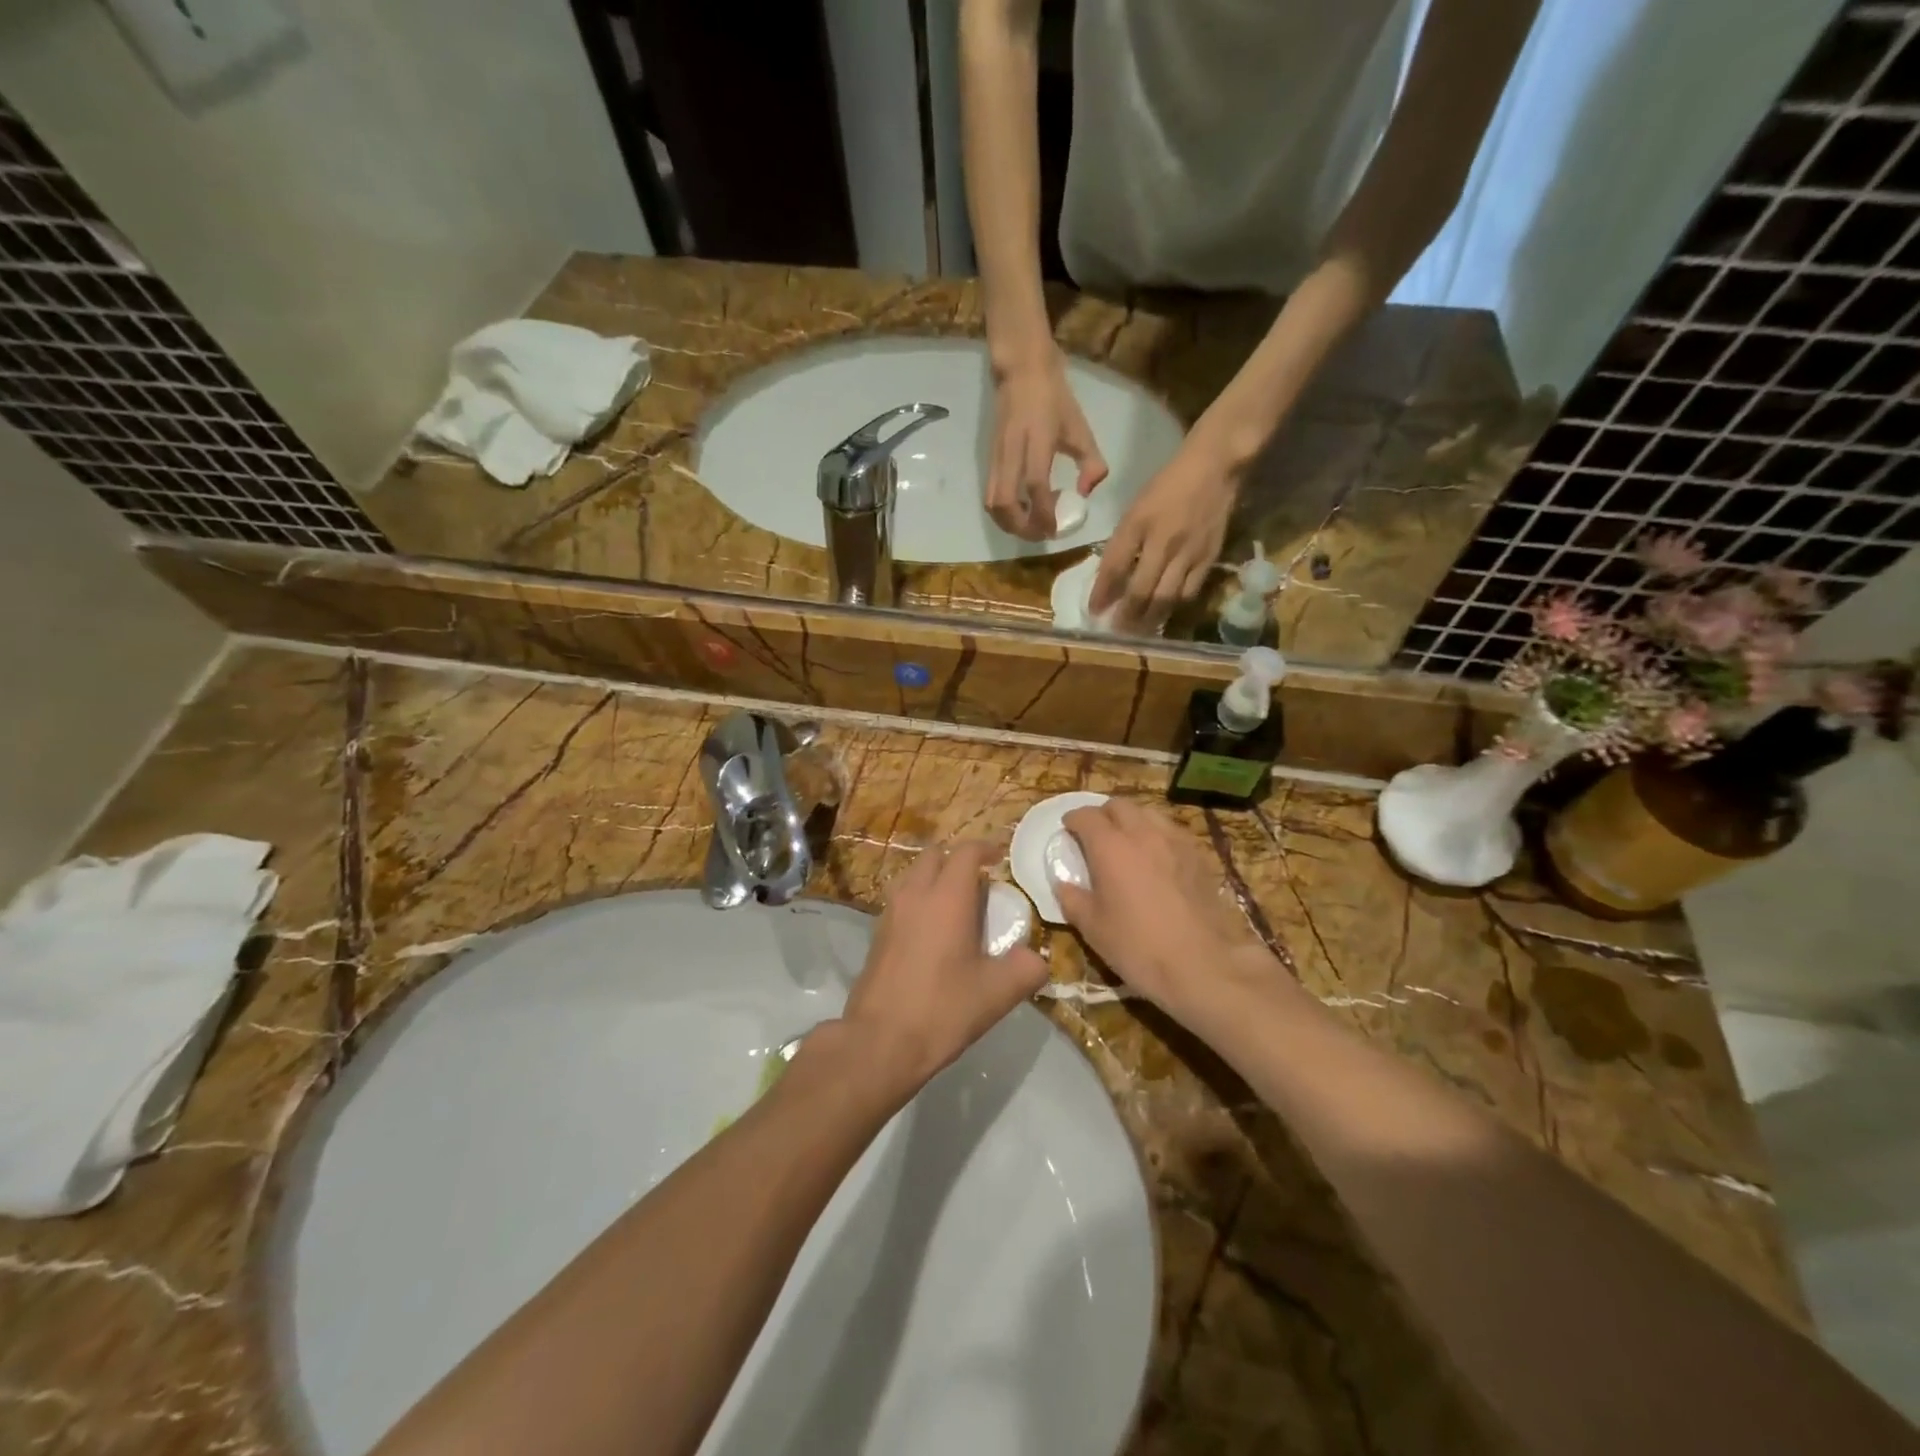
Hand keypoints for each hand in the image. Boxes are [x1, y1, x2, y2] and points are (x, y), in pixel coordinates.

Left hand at [840, 841, 1048, 1098]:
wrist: (880, 1042)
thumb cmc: (942, 1009)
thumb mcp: (998, 993)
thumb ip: (1026, 968)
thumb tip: (1035, 958)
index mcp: (947, 897)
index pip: (966, 852)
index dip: (985, 848)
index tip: (1000, 858)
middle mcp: (915, 894)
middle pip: (935, 855)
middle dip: (958, 859)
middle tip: (980, 882)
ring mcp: (891, 912)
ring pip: (913, 874)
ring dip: (935, 877)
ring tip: (956, 904)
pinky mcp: (877, 934)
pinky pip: (901, 898)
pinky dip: (919, 899)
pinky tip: (932, 931)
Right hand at [987, 350, 1108, 540]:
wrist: (1021, 371)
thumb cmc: (1054, 398)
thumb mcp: (1080, 428)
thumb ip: (1091, 462)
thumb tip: (1086, 493)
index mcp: (1037, 442)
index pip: (1035, 486)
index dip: (1043, 514)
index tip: (1055, 530)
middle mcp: (1012, 452)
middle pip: (1004, 503)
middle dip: (1021, 528)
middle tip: (1041, 533)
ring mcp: (996, 457)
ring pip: (992, 503)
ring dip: (1009, 524)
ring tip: (1030, 525)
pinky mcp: (989, 460)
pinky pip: (990, 495)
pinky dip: (1004, 512)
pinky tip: (1022, 509)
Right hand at [1053, 799, 1286, 1025]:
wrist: (1203, 965)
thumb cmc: (1139, 947)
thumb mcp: (1093, 928)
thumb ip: (1072, 899)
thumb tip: (1063, 884)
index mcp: (1110, 847)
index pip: (1086, 816)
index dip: (1073, 820)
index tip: (1067, 830)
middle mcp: (1143, 833)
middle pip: (1119, 805)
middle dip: (1102, 814)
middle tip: (1094, 836)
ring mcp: (1175, 841)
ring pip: (1148, 813)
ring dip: (1131, 821)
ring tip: (1126, 843)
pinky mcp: (1198, 855)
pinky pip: (1171, 831)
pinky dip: (1156, 835)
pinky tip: (1155, 858)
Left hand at [1089, 442, 1237, 633]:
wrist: (1214, 467)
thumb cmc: (1167, 486)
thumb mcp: (1136, 510)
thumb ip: (1122, 543)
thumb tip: (1110, 579)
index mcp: (1138, 524)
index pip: (1115, 566)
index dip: (1102, 593)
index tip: (1093, 611)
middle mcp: (1162, 541)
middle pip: (1141, 589)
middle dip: (1126, 615)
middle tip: (1116, 632)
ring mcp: (1188, 552)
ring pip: (1165, 597)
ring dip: (1149, 619)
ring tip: (1138, 632)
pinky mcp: (1209, 558)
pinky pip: (1189, 592)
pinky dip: (1174, 607)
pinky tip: (1164, 616)